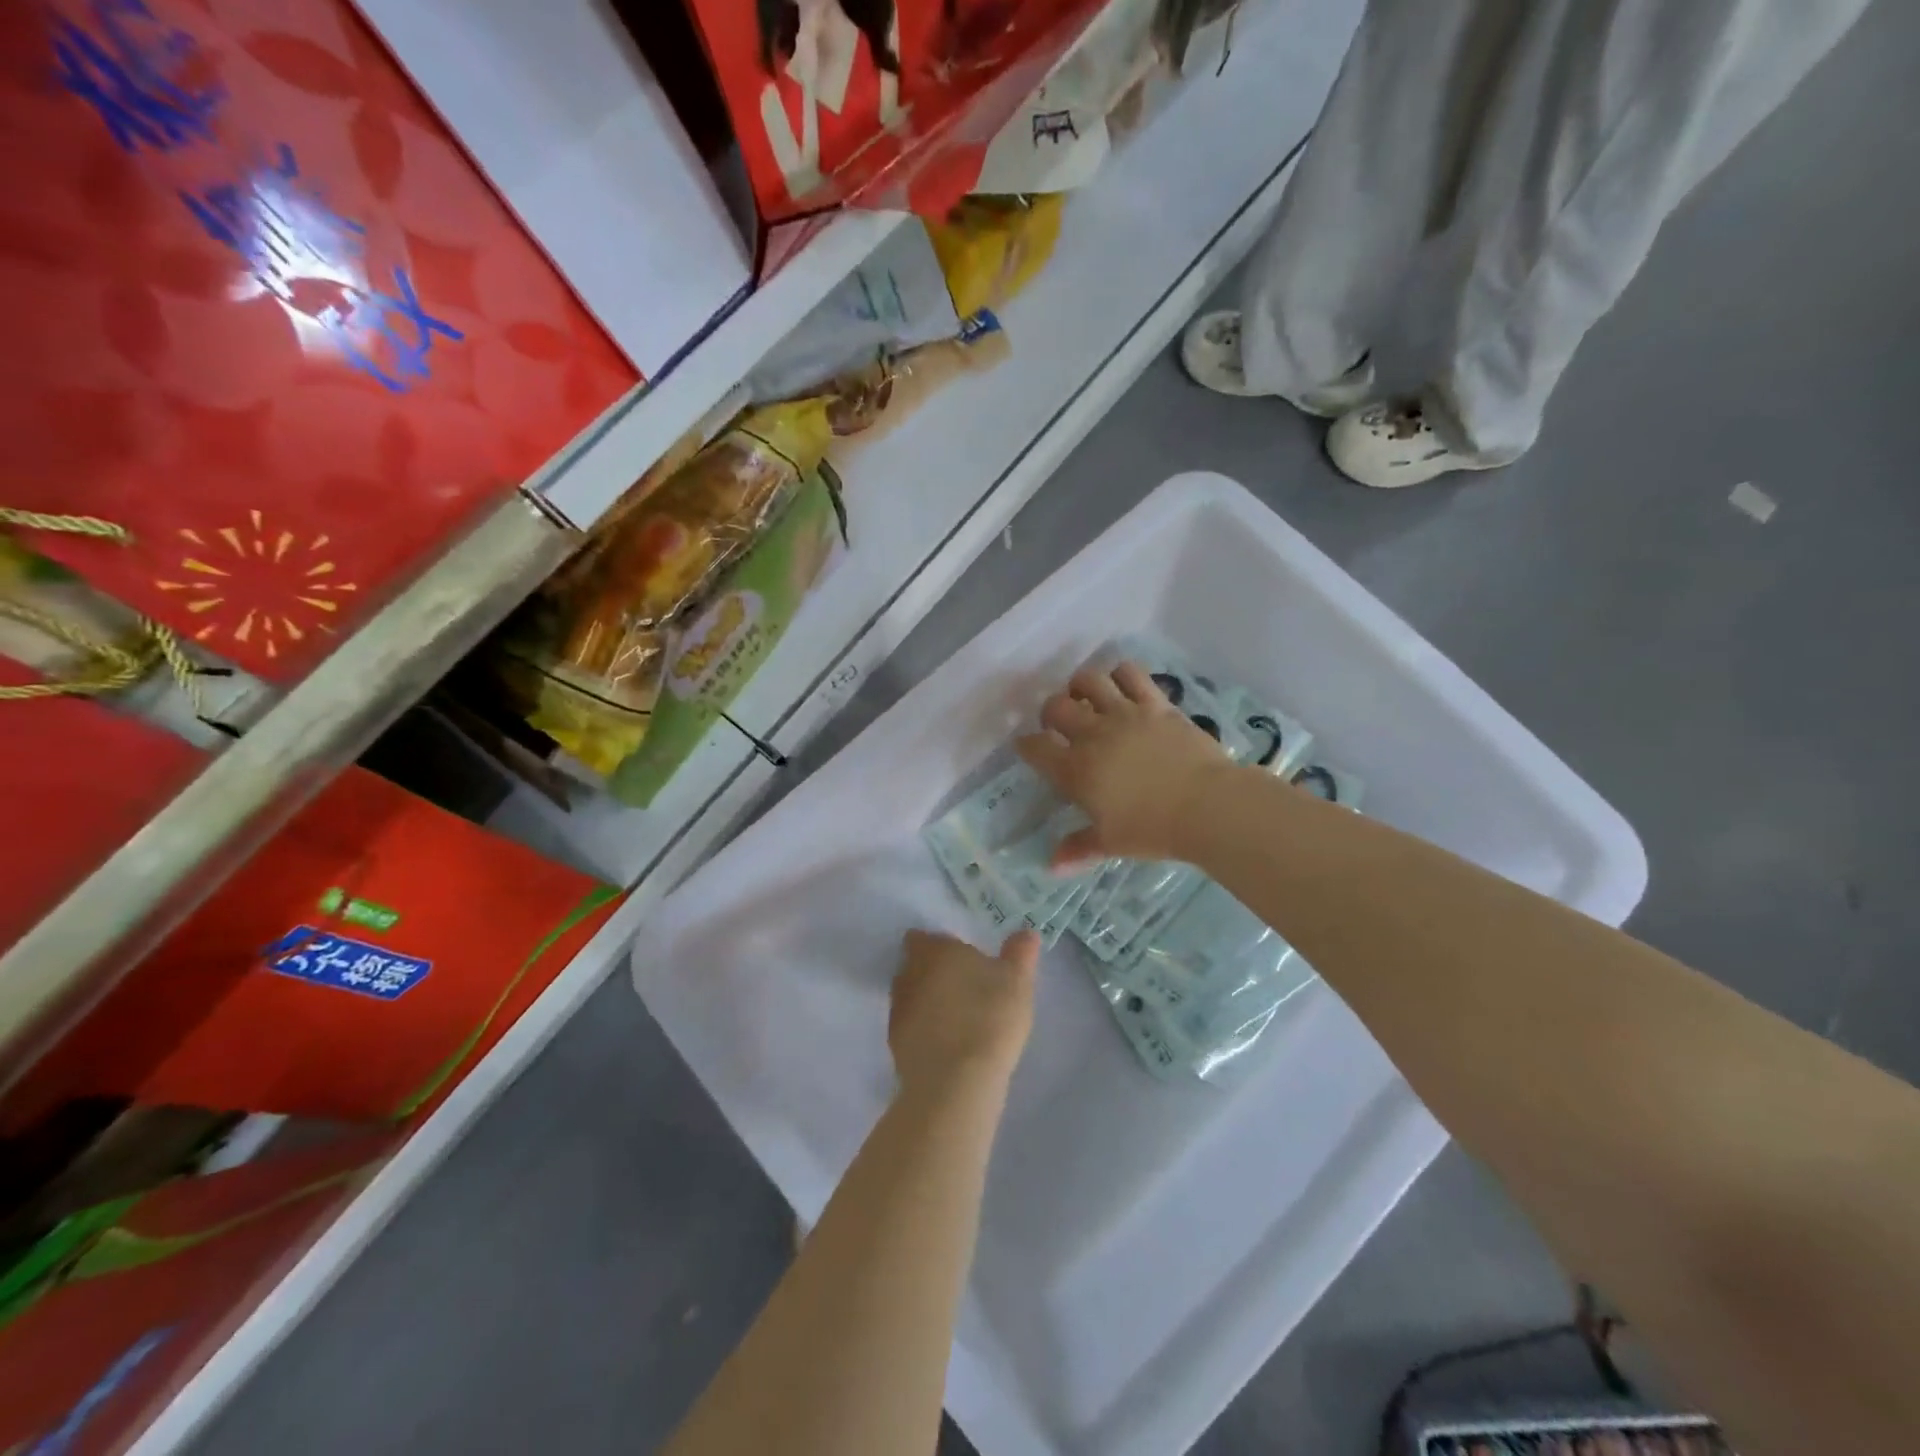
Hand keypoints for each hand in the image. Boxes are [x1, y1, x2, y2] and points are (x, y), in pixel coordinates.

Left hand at [889, 930, 1039, 1094]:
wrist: (955, 1081)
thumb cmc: (989, 1016)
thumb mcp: (1017, 981)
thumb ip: (1020, 953)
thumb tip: (1026, 932)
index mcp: (933, 950)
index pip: (922, 937)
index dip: (938, 946)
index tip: (960, 959)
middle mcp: (907, 974)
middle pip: (914, 966)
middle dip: (933, 974)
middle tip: (964, 988)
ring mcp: (897, 1010)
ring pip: (911, 997)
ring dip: (927, 1003)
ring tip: (958, 1020)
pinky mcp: (893, 1045)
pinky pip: (910, 1029)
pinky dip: (924, 1032)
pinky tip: (948, 1047)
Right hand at [1015, 661, 1234, 869]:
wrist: (1206, 806)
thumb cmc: (1153, 829)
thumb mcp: (1111, 843)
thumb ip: (1079, 848)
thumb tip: (1052, 865)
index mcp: (1075, 770)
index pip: (1035, 747)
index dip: (1027, 745)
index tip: (1029, 747)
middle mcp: (1093, 734)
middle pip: (1055, 707)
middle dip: (1050, 713)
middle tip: (1059, 724)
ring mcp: (1124, 714)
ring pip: (1088, 681)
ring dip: (1080, 686)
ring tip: (1086, 697)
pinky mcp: (1155, 703)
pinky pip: (1130, 673)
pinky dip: (1121, 674)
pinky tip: (1122, 685)